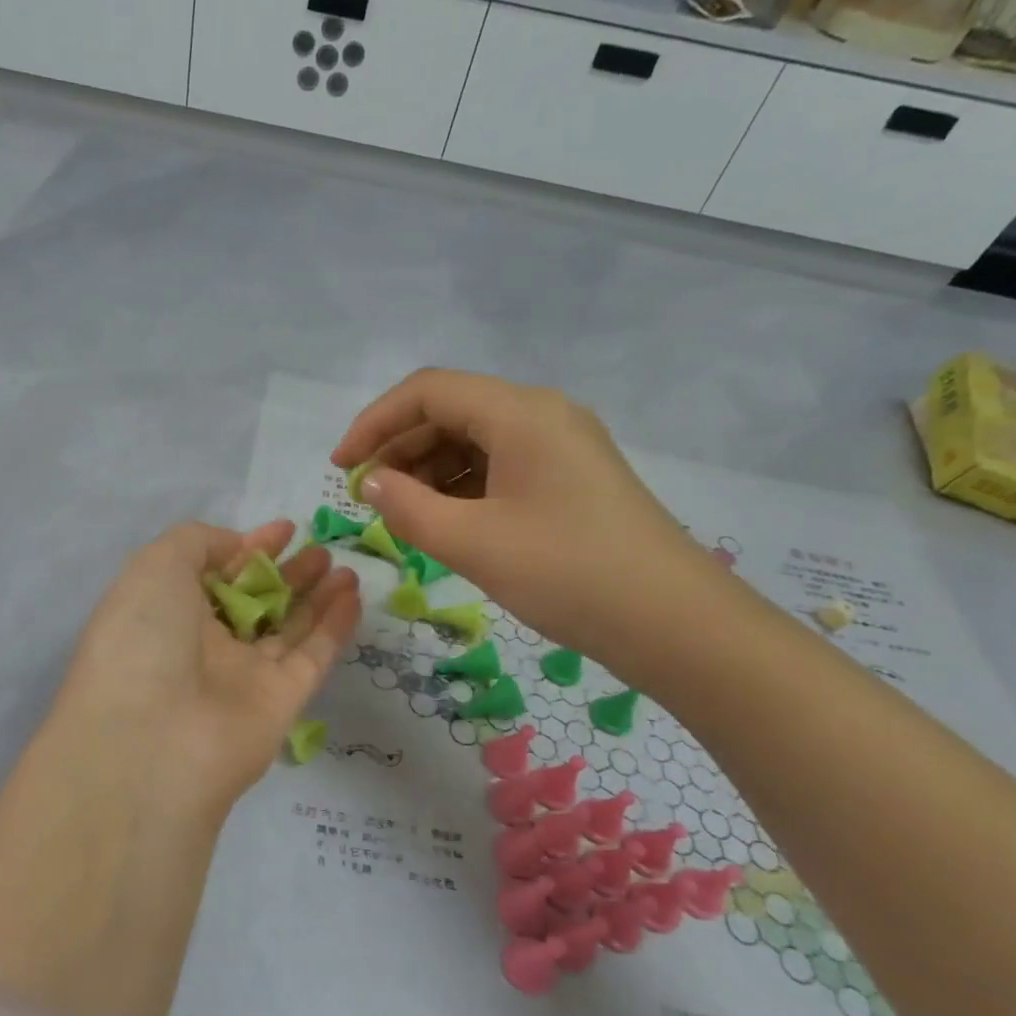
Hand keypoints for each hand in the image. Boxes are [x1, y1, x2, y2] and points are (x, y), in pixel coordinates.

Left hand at [44, 518, 361, 820]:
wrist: (154, 740)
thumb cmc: (144, 638)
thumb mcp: (156, 566)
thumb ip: (198, 542)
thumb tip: (236, 547)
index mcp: (167, 612)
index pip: (215, 574)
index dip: (249, 549)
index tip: (285, 528)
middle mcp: (203, 645)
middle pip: (255, 601)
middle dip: (287, 572)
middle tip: (320, 548)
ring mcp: (243, 676)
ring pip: (288, 628)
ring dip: (316, 595)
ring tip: (344, 566)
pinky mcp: (280, 703)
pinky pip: (312, 656)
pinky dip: (334, 627)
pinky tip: (354, 595)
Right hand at [333, 369, 727, 680]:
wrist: (675, 624)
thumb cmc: (568, 573)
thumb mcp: (472, 542)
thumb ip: (407, 507)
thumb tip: (369, 482)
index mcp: (520, 412)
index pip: (427, 391)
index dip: (374, 422)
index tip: (341, 467)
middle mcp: (541, 415)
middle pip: (451, 412)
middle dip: (399, 449)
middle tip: (367, 497)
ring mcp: (560, 447)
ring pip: (474, 441)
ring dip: (428, 471)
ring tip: (401, 515)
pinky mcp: (569, 479)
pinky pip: (499, 467)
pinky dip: (461, 488)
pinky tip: (444, 523)